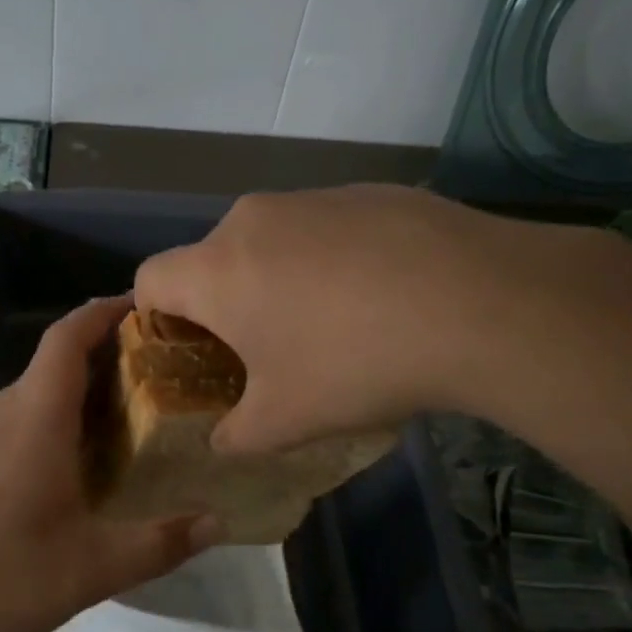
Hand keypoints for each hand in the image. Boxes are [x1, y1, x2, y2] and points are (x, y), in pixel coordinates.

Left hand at [0, 297, 219, 631]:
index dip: (106, 311)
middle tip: (167, 369)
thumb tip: (218, 521)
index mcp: (36, 415)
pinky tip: (89, 459)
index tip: (149, 307)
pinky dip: (64, 418)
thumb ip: (158, 544)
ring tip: (141, 410)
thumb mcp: (90, 568)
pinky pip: (26, 418)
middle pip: (60, 359)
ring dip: (88, 389)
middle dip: (111, 352)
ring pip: (43, 391)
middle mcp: (8, 412)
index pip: (69, 336)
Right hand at [135, 184, 581, 450]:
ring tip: (331, 324)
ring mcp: (313, 198)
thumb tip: (223, 440)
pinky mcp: (367, 190)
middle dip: (223, 304)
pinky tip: (381, 295)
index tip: (190, 354)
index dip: (154, 320)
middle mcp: (252, 220)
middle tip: (264, 349)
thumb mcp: (286, 421)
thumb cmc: (356, 363)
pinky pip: (324, 228)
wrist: (482, 302)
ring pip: (269, 241)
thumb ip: (236, 435)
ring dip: (278, 278)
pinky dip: (330, 259)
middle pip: (211, 260)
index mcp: (216, 269)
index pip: (149, 280)